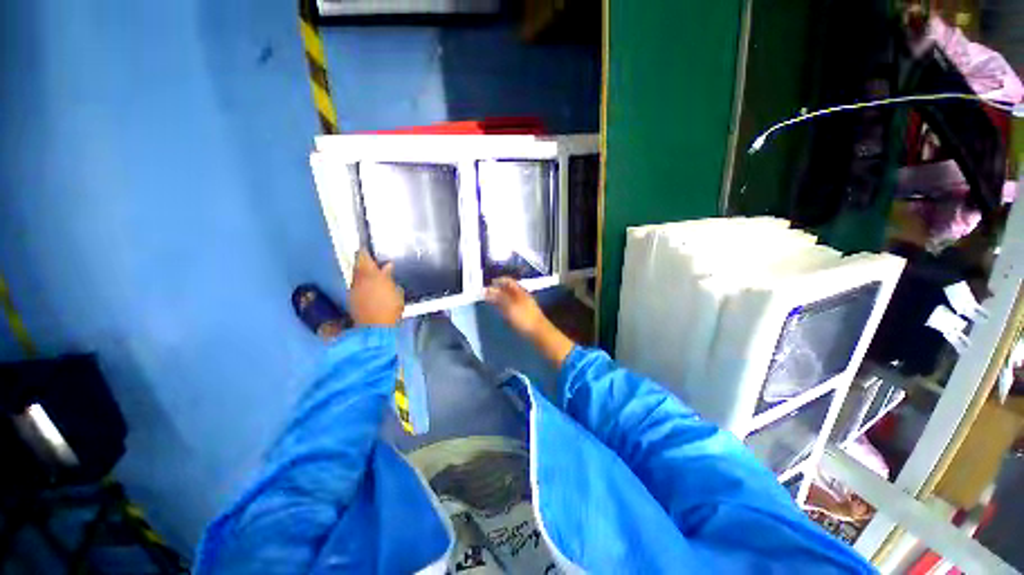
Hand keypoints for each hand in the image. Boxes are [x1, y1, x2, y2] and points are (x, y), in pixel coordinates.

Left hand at [348, 251, 403, 326]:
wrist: (375, 328)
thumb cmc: (390, 308)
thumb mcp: (396, 291)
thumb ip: (390, 277)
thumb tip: (387, 266)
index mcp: (370, 275)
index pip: (363, 257)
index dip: (365, 251)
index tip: (368, 248)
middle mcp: (358, 280)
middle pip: (358, 266)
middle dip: (364, 263)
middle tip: (374, 262)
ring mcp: (353, 290)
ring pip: (356, 276)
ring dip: (364, 274)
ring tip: (374, 276)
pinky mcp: (351, 299)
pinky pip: (356, 286)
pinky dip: (362, 284)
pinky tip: (370, 289)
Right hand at [486, 277, 573, 367]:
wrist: (539, 333)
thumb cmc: (524, 318)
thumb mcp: (509, 307)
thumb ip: (498, 298)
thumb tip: (487, 290)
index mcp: (520, 291)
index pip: (508, 281)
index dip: (498, 281)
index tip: (488, 284)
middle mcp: (523, 296)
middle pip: (509, 289)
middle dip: (498, 290)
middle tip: (487, 294)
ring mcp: (525, 305)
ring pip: (511, 298)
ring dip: (501, 298)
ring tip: (492, 302)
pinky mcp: (525, 315)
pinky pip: (513, 306)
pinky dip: (505, 306)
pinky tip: (501, 312)